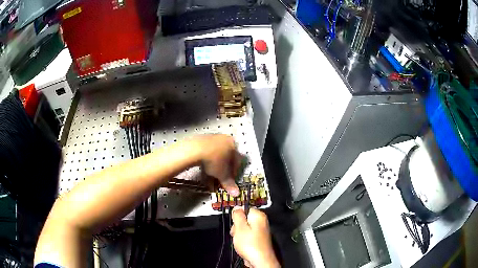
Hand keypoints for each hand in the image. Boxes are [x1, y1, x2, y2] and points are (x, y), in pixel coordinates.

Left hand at [192, 134, 240, 195]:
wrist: (195, 149)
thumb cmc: (214, 160)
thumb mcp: (223, 174)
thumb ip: (229, 183)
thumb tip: (236, 193)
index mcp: (233, 145)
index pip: (237, 161)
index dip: (233, 174)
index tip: (229, 182)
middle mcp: (224, 140)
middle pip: (225, 159)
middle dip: (222, 172)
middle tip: (218, 181)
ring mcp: (212, 139)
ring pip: (215, 157)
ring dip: (213, 169)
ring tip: (209, 179)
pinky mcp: (201, 140)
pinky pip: (207, 154)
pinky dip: (206, 163)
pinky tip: (203, 171)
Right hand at [230, 208, 279, 267]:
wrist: (259, 260)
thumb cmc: (251, 245)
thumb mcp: (239, 227)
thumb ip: (237, 215)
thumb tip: (237, 207)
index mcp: (259, 216)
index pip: (245, 209)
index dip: (237, 216)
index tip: (234, 222)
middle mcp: (261, 222)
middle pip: (244, 219)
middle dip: (237, 226)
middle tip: (236, 233)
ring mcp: (260, 231)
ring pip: (244, 229)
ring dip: (239, 234)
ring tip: (240, 241)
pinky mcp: (258, 239)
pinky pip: (247, 236)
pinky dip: (244, 240)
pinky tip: (243, 245)